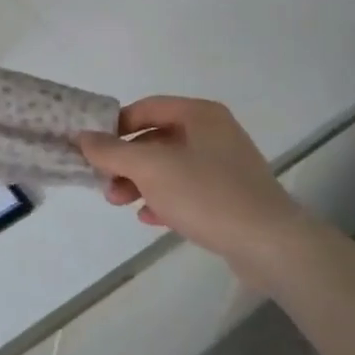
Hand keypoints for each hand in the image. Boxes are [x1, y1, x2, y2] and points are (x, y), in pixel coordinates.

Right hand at [77, 97, 306, 270]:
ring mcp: (226, 166)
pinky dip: (165, 199)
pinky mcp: (232, 197)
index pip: (146, 108)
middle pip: (157, 138)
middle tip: (104, 182)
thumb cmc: (207, 194)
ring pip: (170, 167)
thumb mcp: (150, 168)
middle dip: (126, 160)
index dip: (116, 125)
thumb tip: (83, 136)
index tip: (93, 147)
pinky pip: (189, 190)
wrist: (271, 245)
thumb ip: (112, 151)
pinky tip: (149, 218)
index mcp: (200, 114)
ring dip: (140, 182)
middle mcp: (214, 133)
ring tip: (119, 203)